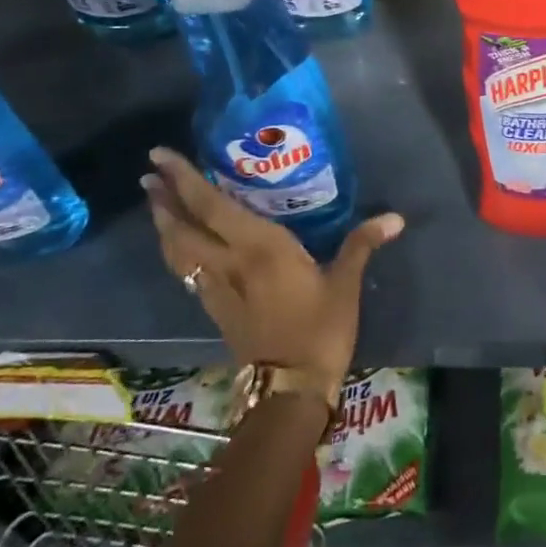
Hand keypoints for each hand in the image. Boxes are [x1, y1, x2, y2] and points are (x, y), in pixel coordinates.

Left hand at [143, 147, 403, 397]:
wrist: (289, 389)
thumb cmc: (320, 329)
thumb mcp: (344, 284)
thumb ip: (362, 244)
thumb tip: (395, 218)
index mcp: (258, 248)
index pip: (211, 207)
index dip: (183, 180)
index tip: (160, 157)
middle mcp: (229, 263)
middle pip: (183, 227)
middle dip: (163, 199)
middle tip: (149, 173)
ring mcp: (217, 288)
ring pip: (178, 251)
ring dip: (164, 224)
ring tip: (156, 203)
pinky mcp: (216, 309)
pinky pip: (187, 270)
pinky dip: (178, 250)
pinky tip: (183, 246)